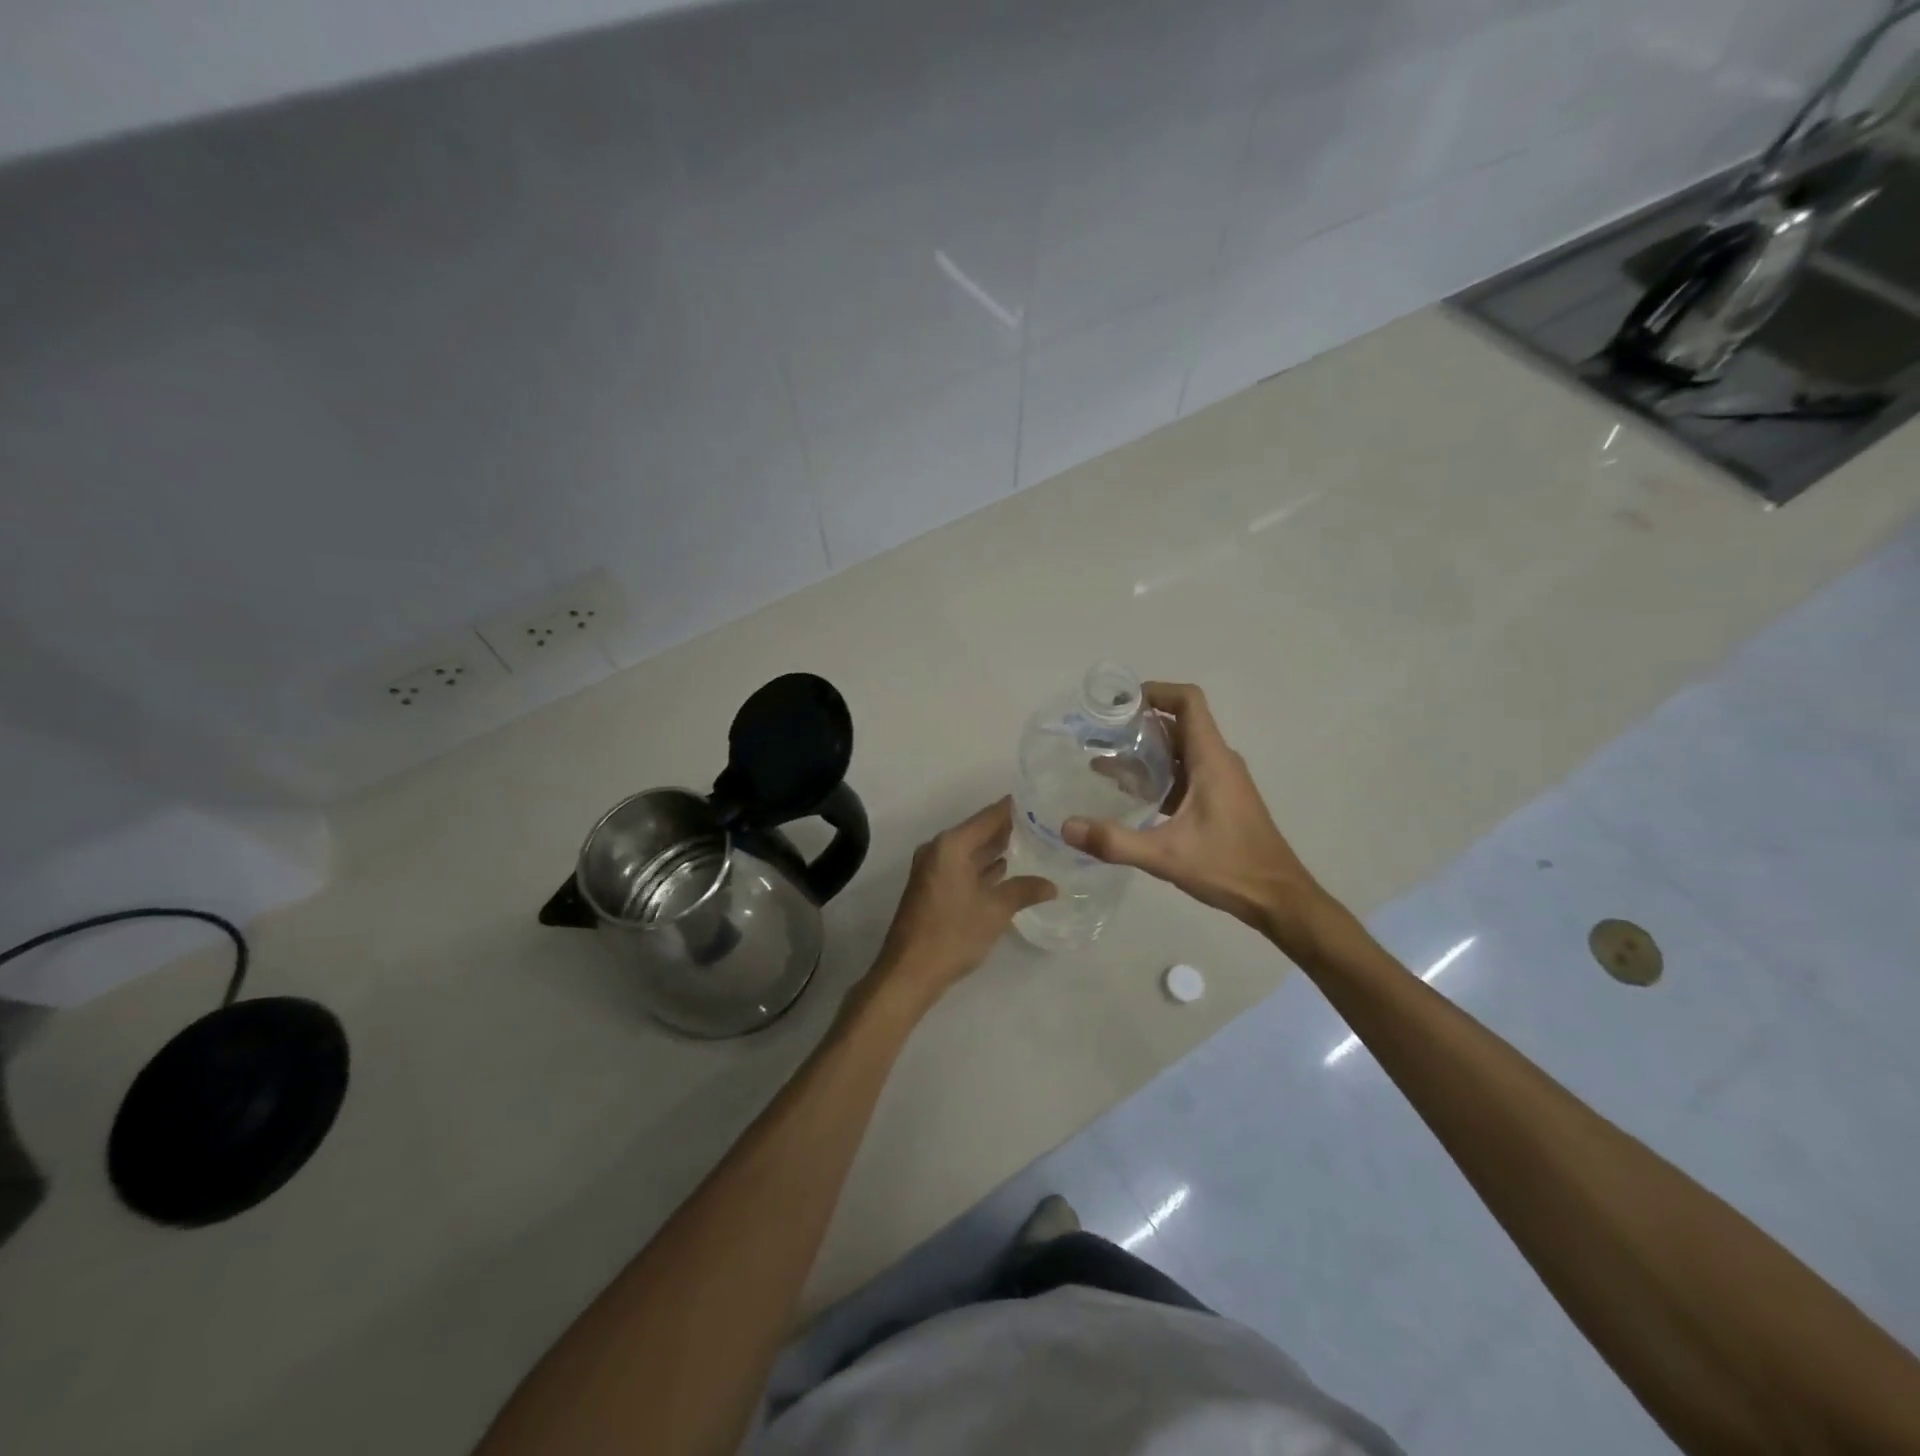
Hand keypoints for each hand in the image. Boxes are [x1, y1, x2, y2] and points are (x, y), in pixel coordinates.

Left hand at [864, 798, 1054, 1019]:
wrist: (909, 972)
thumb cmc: (952, 935)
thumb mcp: (995, 911)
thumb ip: (1024, 890)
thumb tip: (1052, 885)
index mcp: (952, 845)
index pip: (990, 816)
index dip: (1015, 808)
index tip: (1041, 800)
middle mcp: (939, 849)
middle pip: (979, 830)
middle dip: (1009, 829)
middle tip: (1045, 824)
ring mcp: (933, 868)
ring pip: (971, 850)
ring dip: (997, 849)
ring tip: (1034, 844)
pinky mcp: (932, 886)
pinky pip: (963, 866)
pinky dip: (983, 867)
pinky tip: (1007, 871)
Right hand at [1062, 682, 1335, 950]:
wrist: (1278, 899)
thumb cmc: (1229, 868)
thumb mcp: (1166, 856)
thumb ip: (1115, 842)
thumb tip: (1066, 827)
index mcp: (1212, 760)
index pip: (1188, 702)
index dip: (1156, 691)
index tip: (1119, 703)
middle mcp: (1219, 761)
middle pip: (1179, 724)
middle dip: (1140, 724)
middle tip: (1100, 735)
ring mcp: (1222, 781)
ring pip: (1181, 750)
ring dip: (1147, 751)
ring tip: (1106, 763)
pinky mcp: (1220, 799)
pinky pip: (1186, 772)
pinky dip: (1159, 774)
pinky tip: (1133, 795)